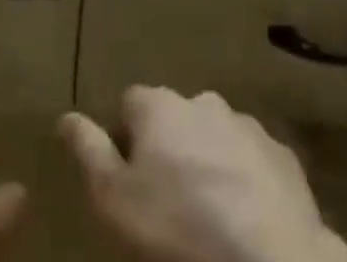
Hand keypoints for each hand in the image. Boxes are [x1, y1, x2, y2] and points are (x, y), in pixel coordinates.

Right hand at [58, 89, 346, 261]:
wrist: (269, 257)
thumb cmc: (178, 229)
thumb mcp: (115, 200)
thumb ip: (89, 152)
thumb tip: (66, 117)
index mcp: (159, 106)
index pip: (129, 105)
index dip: (125, 140)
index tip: (126, 179)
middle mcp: (201, 100)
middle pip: (174, 118)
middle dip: (170, 149)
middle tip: (168, 202)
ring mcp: (245, 124)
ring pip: (215, 137)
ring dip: (208, 162)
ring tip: (208, 214)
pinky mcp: (281, 155)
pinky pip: (252, 162)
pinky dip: (245, 182)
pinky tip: (244, 221)